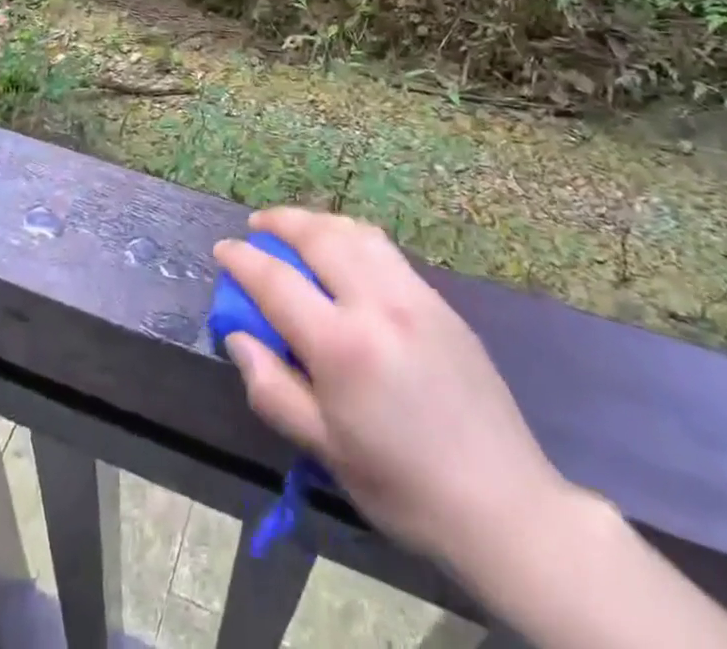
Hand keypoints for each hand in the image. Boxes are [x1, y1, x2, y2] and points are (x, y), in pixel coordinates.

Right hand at [213, 207, 573, 569]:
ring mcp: (414, 296)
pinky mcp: (440, 301)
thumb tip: (238, 336)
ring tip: (297, 228)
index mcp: (342, 346)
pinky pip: (386, 249)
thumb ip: (273, 388)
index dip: (243, 260)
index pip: (277, 281)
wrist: (503, 505)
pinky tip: (345, 250)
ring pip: (356, 232)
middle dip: (280, 221)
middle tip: (257, 224)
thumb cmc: (403, 487)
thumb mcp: (326, 450)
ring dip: (318, 221)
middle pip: (319, 236)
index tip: (223, 249)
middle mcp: (378, 304)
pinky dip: (353, 235)